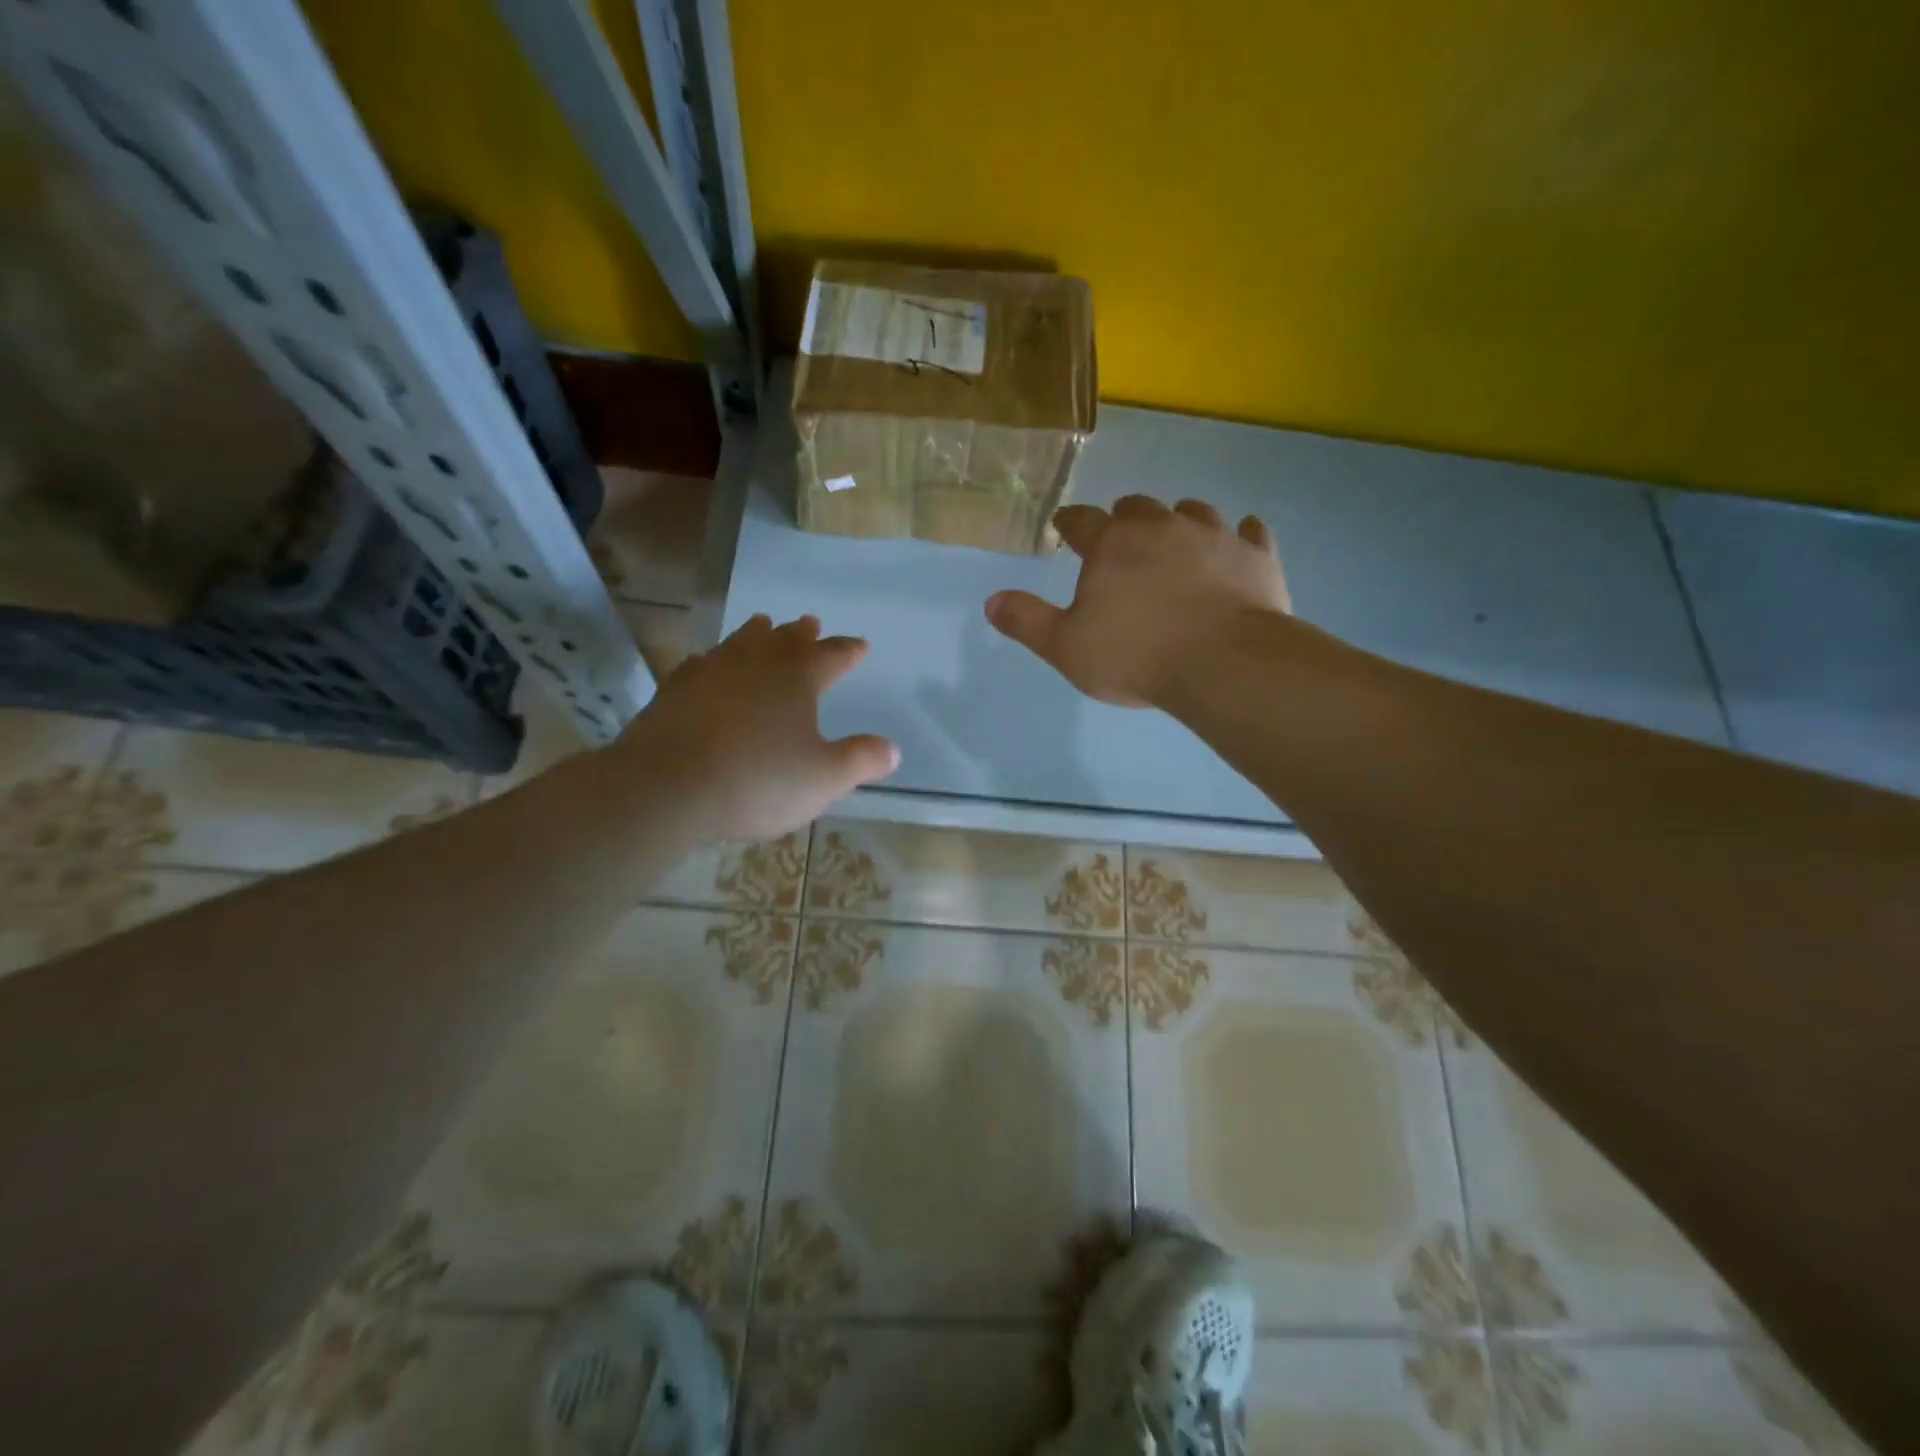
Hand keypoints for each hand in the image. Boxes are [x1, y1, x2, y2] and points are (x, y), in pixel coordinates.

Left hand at [614, 614, 898, 842]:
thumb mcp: (824, 778)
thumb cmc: (758, 781)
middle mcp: (756, 666)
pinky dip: (712, 660)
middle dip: (802, 634)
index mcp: (797, 681)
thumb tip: (892, 749)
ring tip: (763, 623)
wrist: (668, 786)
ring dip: (756, 634)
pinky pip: (699, 665)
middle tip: (810, 622)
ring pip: (740, 643)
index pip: (832, 657)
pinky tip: (706, 663)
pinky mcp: (674, 691)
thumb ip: (860, 760)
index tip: (861, 645)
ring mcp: (711, 674)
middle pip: (784, 641)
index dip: (848, 650)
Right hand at [985, 496, 1291, 706]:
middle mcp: (1161, 526)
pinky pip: (1250, 532)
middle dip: (1124, 518)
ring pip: (1192, 511)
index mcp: (1112, 544)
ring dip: (1179, 520)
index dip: (1069, 523)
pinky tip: (1240, 540)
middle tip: (1120, 536)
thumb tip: (991, 601)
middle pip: (1137, 507)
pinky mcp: (1256, 555)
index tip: (1064, 526)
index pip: (1081, 521)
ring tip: (1176, 538)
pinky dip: (1240, 535)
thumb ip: (1027, 621)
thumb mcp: (1066, 647)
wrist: (1223, 664)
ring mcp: (1214, 535)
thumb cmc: (1135, 656)